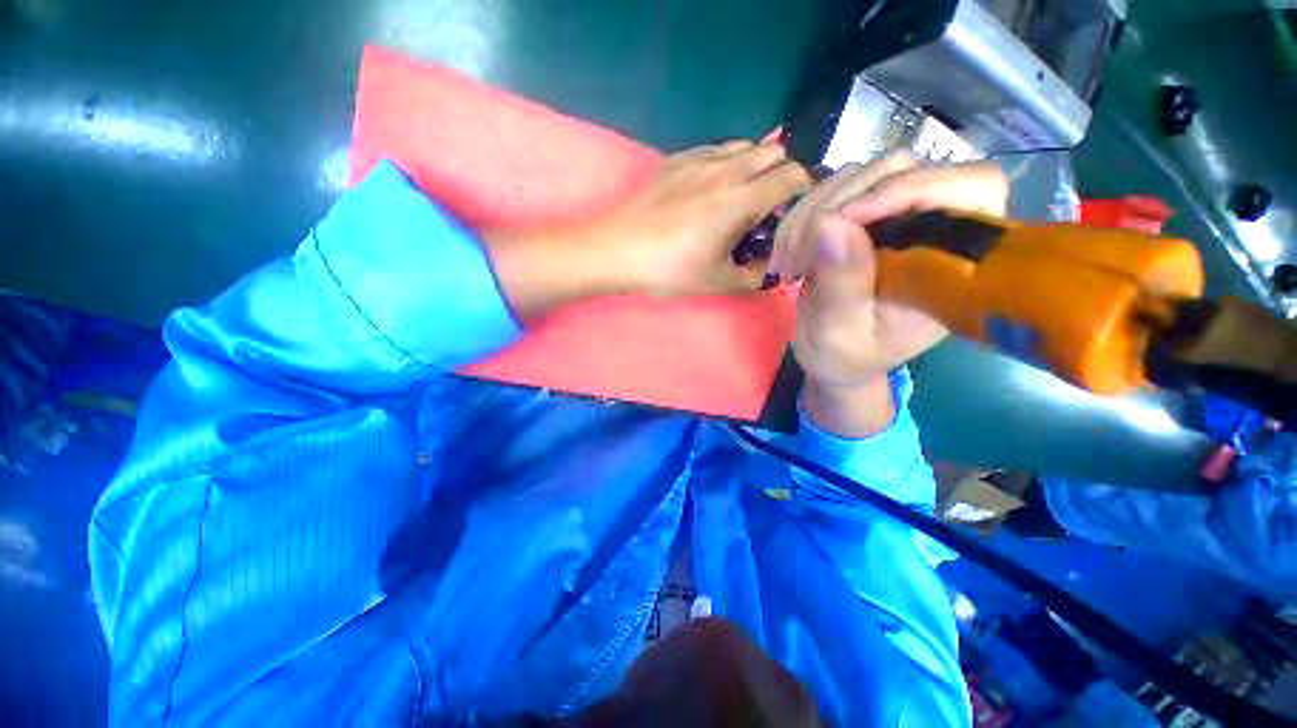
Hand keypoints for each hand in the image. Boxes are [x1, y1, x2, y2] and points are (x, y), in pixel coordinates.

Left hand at [592, 140, 812, 296]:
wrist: (616, 250)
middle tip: (768, 207)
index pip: (793, 176)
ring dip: (755, 165)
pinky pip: (716, 148)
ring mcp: (699, 158)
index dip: (803, 192)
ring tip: (741, 196)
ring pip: (745, 146)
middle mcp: (725, 169)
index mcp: (740, 200)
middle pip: (775, 152)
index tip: (793, 213)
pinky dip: (727, 161)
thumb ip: (756, 276)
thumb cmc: (668, 270)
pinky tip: (712, 187)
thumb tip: (775, 269)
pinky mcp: (677, 159)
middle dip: (783, 175)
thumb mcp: (718, 282)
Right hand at [777, 155, 1007, 434]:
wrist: (833, 358)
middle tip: (798, 259)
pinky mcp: (862, 216)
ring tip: (789, 263)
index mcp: (953, 262)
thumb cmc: (847, 357)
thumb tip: (832, 224)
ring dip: (810, 214)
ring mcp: (895, 215)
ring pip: (858, 175)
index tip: (844, 220)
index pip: (971, 187)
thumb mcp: (841, 334)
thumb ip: (842, 286)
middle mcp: (933, 227)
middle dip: (838, 207)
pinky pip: (830, 191)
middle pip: (901, 168)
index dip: (912, 188)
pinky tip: (787, 254)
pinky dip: (799, 217)